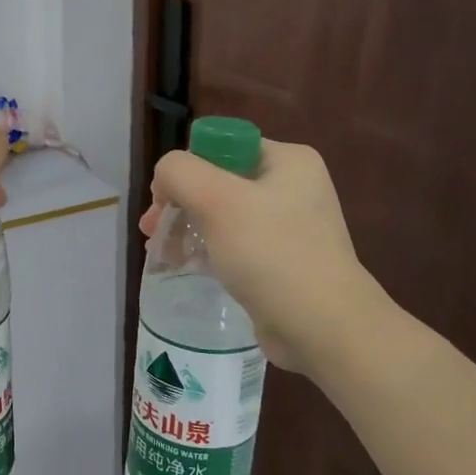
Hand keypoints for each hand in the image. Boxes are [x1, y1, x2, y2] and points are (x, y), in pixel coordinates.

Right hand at [140, 140, 371, 370]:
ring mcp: (289, 226)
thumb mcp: (217, 200)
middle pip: (217, 181)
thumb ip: (179, 172)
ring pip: (222, 215)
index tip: (162, 201)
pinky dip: (206, 250)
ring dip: (187, 227)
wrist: (323, 328)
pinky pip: (234, 244)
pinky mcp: (282, 261)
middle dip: (179, 203)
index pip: (220, 147)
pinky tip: (185, 265)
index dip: (185, 169)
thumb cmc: (271, 253)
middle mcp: (292, 186)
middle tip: (151, 230)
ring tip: (161, 253)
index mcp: (288, 160)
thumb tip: (165, 178)